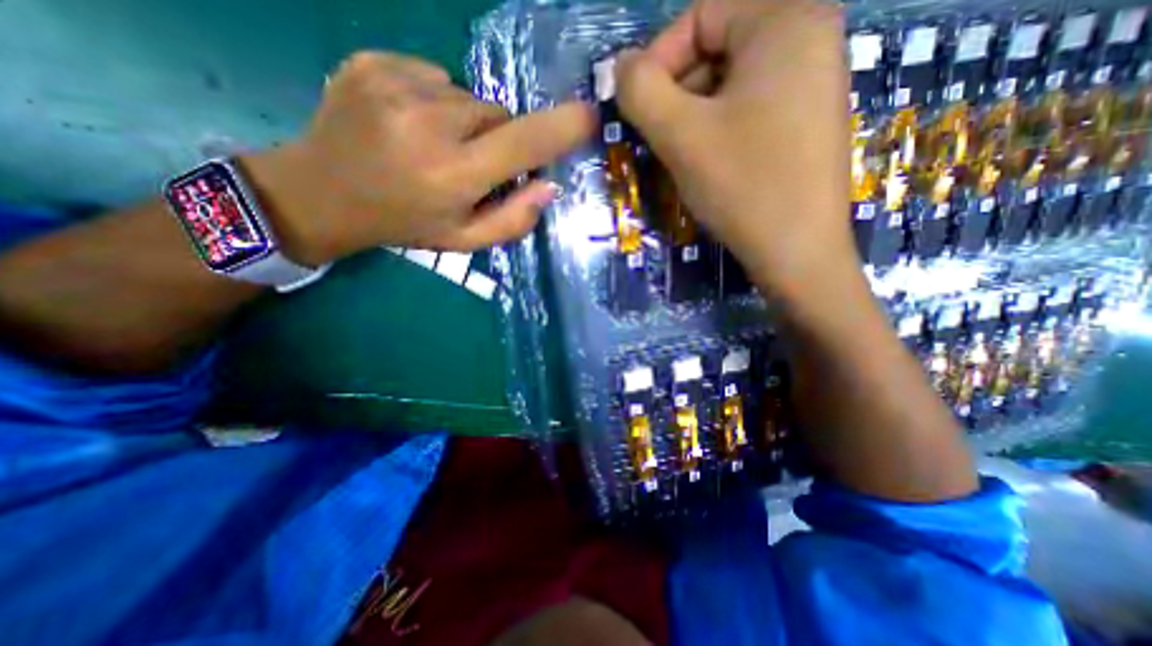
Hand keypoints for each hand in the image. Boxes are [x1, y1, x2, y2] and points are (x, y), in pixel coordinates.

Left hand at [242, 51, 593, 265]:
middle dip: (499, 139)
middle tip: (470, 164)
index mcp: (453, 174)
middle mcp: (429, 123)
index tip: (589, 117)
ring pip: (468, 97)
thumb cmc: (404, 224)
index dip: (561, 128)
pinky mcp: (373, 61)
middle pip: (499, 115)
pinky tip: (410, 124)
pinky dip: (435, 99)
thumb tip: (548, 187)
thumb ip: (512, 220)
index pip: (523, 142)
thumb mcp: (463, 240)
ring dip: (466, 122)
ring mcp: (395, 84)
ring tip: (434, 146)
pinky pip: (435, 76)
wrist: (321, 193)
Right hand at [620, 0, 854, 296]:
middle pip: (718, 46)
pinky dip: (719, 129)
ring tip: (680, 155)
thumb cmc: (742, 184)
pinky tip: (709, 162)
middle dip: (677, 92)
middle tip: (658, 138)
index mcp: (787, 19)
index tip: (639, 109)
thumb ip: (639, 91)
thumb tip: (621, 67)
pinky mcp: (808, 120)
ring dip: (693, 116)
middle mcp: (811, 37)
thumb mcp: (680, 134)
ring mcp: (815, 82)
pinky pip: (750, 108)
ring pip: (730, 83)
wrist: (796, 250)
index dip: (659, 59)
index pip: (701, 14)